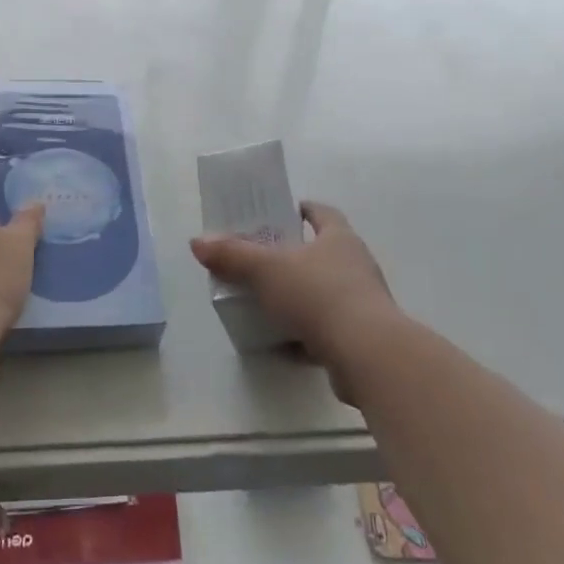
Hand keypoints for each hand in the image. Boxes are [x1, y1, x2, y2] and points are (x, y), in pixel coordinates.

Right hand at [190, 202, 405, 374]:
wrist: (366, 354)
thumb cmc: (318, 295)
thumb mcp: (266, 270)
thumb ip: (232, 255)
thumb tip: (197, 241)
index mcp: (339, 239)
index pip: (323, 213)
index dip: (303, 209)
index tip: (283, 211)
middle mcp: (355, 265)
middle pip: (322, 253)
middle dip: (294, 256)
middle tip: (261, 259)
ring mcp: (361, 303)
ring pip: (324, 293)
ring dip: (299, 297)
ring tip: (266, 302)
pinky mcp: (360, 338)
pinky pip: (326, 330)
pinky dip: (304, 334)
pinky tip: (280, 344)